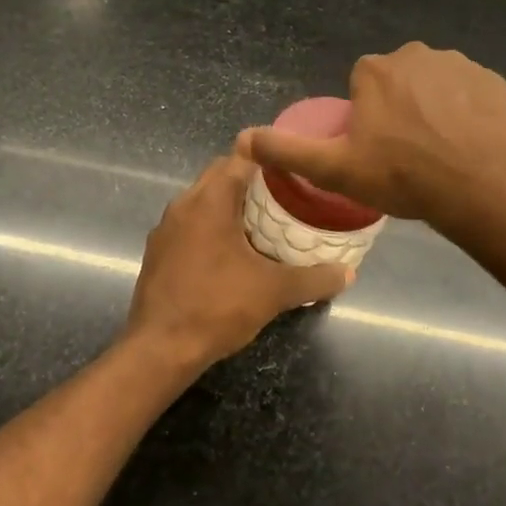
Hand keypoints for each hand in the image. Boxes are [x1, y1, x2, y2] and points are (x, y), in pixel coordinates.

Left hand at [124, 154, 353, 372]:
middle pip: (220, 175)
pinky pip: (190, 224)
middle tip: (286, 195)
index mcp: (209, 201)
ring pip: (202, 200)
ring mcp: (165, 228)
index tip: (294, 167)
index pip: (240, 156)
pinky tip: (233, 252)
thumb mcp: (274, 292)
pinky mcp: (158, 252)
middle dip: (251, 180)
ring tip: (263, 222)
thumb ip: (314, 279)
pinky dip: (212, 226)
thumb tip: (348, 273)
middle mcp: (183, 204)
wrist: (160, 349)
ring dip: (230, 204)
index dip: (269, 156)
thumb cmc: (217, 307)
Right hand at [238, 42, 505, 228]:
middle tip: (407, 154)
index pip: (362, 84)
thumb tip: (241, 139)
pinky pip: (470, 93)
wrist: (483, 186)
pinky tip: (470, 145)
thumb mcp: (335, 169)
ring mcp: (460, 65)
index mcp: (376, 70)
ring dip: (434, 108)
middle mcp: (416, 54)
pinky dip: (467, 113)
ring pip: (435, 85)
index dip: (366, 115)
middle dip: (400, 108)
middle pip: (398, 80)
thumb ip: (287, 151)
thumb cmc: (403, 176)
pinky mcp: (494, 81)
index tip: (376, 148)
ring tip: (440, 153)